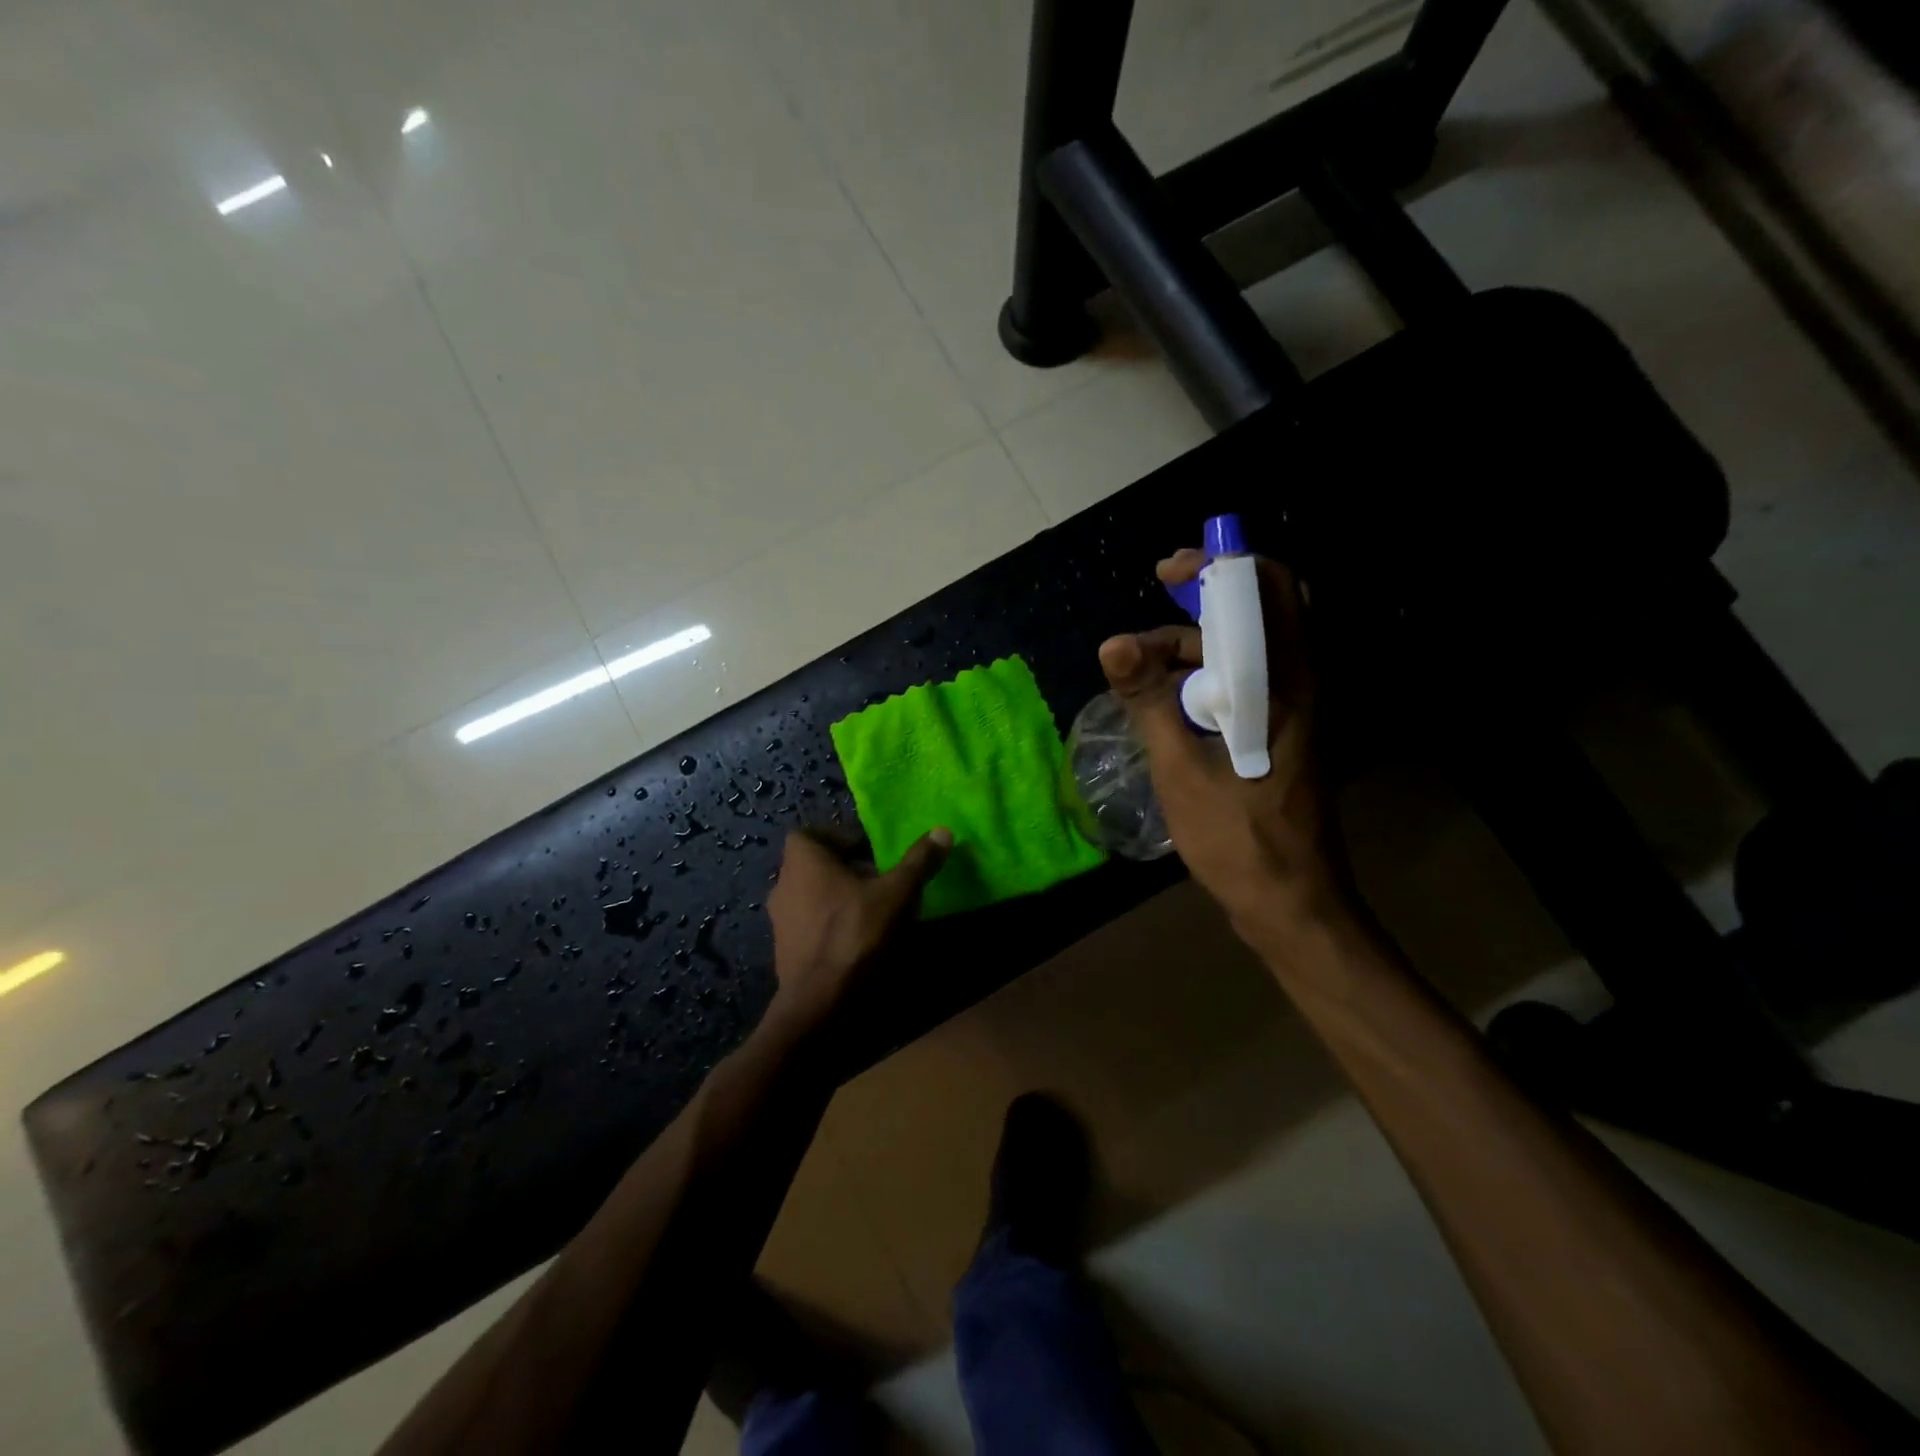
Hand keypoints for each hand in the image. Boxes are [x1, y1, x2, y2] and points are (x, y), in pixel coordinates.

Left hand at [765, 827, 951, 1032]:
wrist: (820, 1001)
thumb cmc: (855, 933)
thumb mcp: (897, 893)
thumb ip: (918, 861)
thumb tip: (942, 830)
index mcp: (802, 860)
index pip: (812, 834)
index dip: (840, 839)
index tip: (870, 853)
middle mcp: (782, 883)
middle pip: (814, 866)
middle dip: (844, 871)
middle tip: (878, 882)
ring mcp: (779, 920)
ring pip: (811, 897)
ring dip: (837, 899)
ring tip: (871, 913)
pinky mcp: (783, 950)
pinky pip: (808, 926)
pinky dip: (829, 927)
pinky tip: (855, 942)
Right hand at [1098, 550, 1341, 948]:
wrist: (1290, 903)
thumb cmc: (1238, 838)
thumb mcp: (1181, 769)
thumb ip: (1149, 701)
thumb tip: (1113, 642)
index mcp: (1287, 683)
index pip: (1269, 589)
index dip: (1220, 567)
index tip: (1167, 573)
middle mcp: (1300, 684)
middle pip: (1258, 613)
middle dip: (1202, 602)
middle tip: (1152, 616)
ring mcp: (1294, 710)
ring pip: (1247, 649)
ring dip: (1196, 646)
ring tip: (1141, 674)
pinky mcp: (1282, 733)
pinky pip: (1245, 681)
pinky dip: (1206, 676)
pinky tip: (1166, 704)